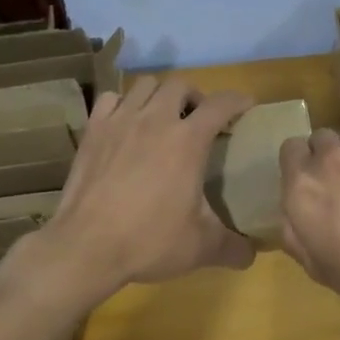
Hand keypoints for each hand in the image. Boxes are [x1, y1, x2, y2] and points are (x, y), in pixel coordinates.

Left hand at [40, 76, 255, 299]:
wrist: (87, 247)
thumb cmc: (149, 241)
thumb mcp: (201, 248)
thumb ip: (233, 247)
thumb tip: (252, 254)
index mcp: (188, 140)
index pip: (220, 104)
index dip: (238, 101)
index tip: (246, 106)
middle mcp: (155, 120)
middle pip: (180, 85)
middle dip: (195, 96)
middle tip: (198, 120)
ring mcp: (119, 121)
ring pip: (144, 85)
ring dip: (159, 95)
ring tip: (162, 117)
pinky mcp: (92, 131)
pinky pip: (110, 99)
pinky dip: (123, 104)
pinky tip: (125, 124)